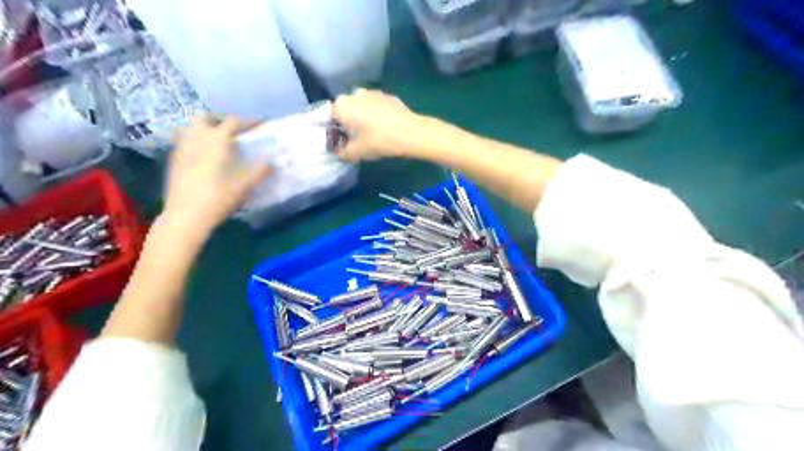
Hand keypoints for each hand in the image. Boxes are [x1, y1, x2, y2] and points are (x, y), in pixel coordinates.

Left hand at [160, 117, 270, 234]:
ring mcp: (181, 149)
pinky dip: (194, 140)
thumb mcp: (243, 187)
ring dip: (204, 128)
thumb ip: (259, 172)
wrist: (185, 217)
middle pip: (205, 118)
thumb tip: (272, 161)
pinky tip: (202, 154)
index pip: (231, 122)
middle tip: (233, 130)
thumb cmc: (217, 200)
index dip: (247, 121)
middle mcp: (196, 140)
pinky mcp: (173, 161)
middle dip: (220, 119)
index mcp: (215, 142)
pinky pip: (183, 141)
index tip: (259, 124)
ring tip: (216, 139)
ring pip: (190, 127)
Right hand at [333, 87, 433, 162]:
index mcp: (341, 106)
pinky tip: (383, 127)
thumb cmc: (379, 141)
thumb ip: (341, 153)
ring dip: (361, 117)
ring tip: (370, 134)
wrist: (411, 133)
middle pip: (344, 110)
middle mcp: (353, 94)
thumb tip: (337, 153)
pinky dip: (374, 114)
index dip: (333, 132)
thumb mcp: (356, 153)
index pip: (328, 117)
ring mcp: (371, 92)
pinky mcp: (387, 95)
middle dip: (346, 123)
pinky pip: (374, 105)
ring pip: (360, 106)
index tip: (340, 143)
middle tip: (355, 139)